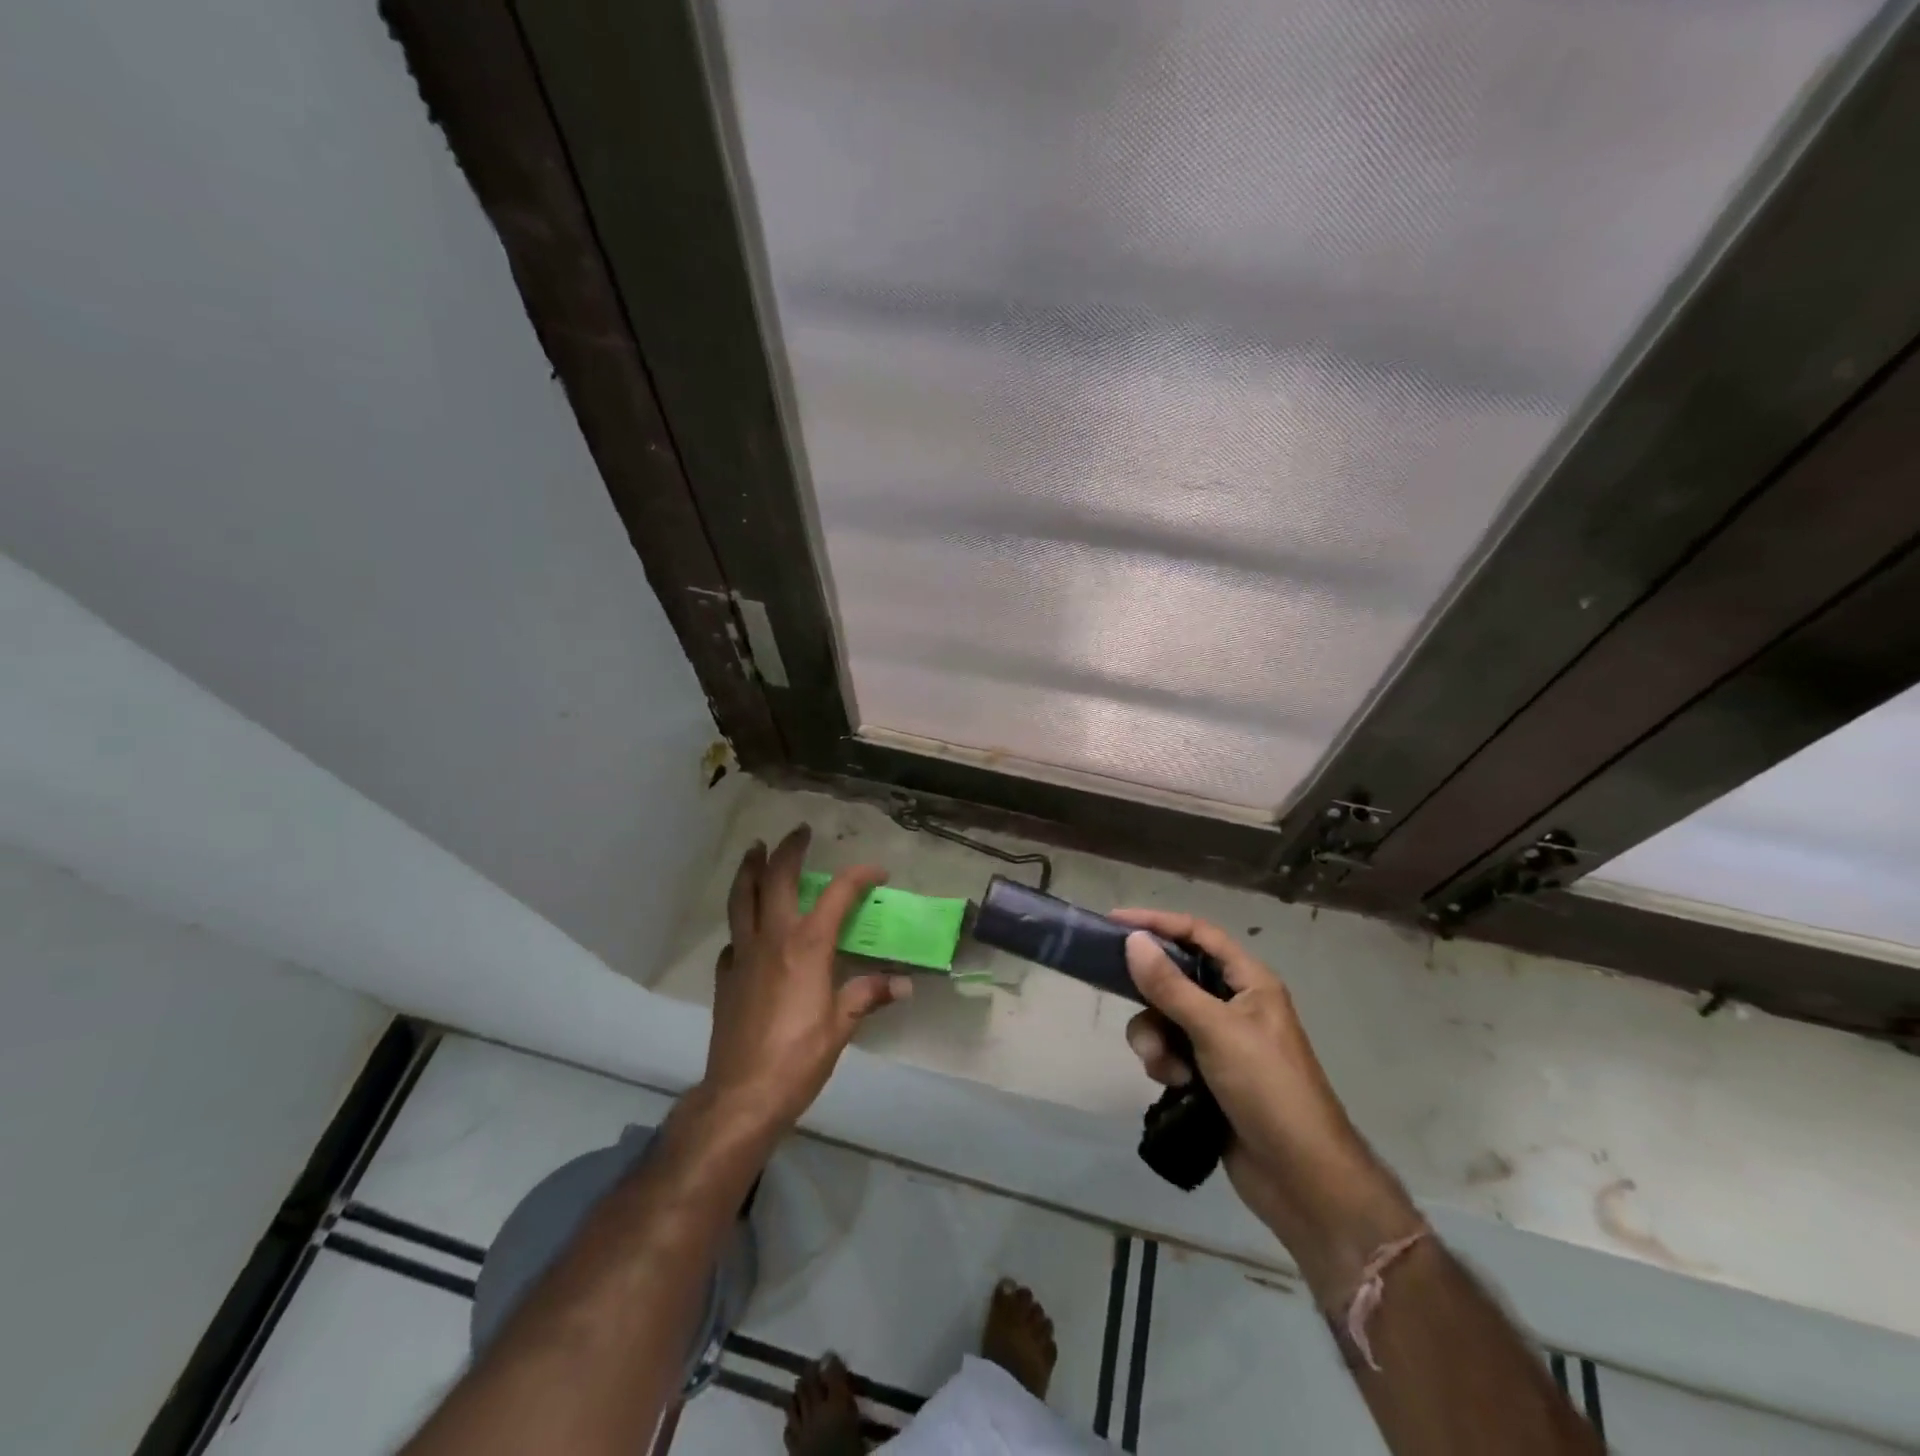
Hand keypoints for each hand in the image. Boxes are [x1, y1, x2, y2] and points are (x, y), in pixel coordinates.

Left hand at [703, 825, 911, 1131]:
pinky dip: (741, 921)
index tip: (876, 871)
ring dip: (749, 869)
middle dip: (787, 850)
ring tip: (754, 850)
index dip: (858, 876)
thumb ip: (869, 996)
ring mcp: (743, 955)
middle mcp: (773, 939)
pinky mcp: (726, 977)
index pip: (836, 895)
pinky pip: (733, 936)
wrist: (742, 1094)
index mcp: (807, 946)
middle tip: (798, 832)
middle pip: (775, 880)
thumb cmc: (799, 1057)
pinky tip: (747, 927)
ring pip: (741, 898)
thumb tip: (903, 984)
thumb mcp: (841, 1026)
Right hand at [1112, 909, 1419, 1295]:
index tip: (1115, 922)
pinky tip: (1174, 1087)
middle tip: (1119, 993)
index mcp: (1250, 982)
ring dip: (1156, 1039)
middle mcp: (1234, 1005)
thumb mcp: (1216, 1030)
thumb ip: (1170, 985)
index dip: (1158, 923)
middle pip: (1176, 977)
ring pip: (1165, 1018)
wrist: (1302, 1179)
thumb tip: (1133, 940)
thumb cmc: (1268, 1089)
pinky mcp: (1207, 1076)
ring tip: (1166, 1068)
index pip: (1198, 934)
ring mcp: (1220, 1042)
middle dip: (1151, 994)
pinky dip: (1164, 1064)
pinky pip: (1169, 1052)